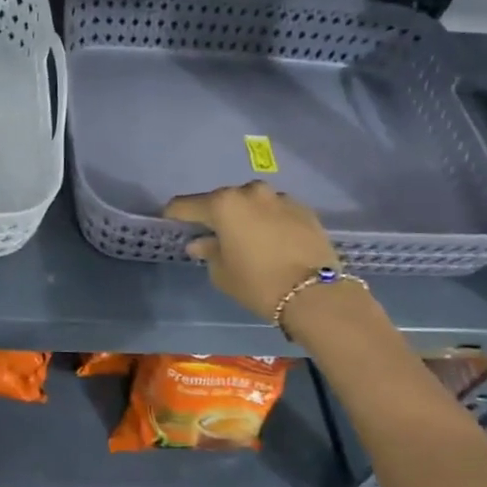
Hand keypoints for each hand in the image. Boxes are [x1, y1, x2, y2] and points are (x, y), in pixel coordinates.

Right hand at [164, 182, 341, 322]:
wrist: (316, 294)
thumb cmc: (258, 283)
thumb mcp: (222, 273)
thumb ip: (208, 252)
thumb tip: (201, 243)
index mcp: (223, 204)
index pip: (186, 205)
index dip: (175, 215)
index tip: (171, 223)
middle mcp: (250, 192)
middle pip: (222, 200)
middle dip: (215, 215)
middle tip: (214, 236)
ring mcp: (280, 197)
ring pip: (252, 203)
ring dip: (245, 216)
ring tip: (248, 238)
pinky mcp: (304, 209)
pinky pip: (276, 211)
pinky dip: (269, 221)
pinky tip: (273, 241)